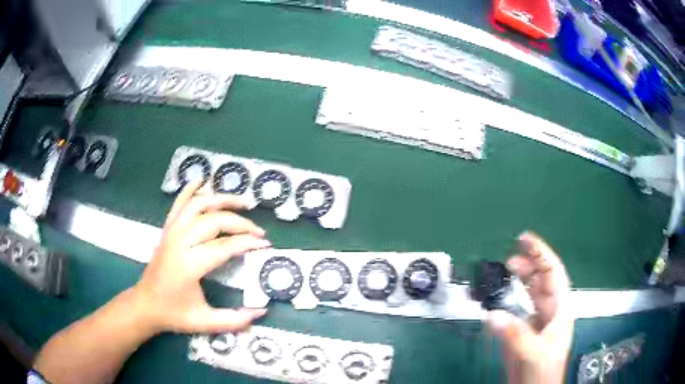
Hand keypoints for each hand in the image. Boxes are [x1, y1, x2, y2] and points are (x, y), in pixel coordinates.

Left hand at [133, 181, 270, 333]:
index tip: (266, 245)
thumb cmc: (174, 314)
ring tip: (242, 201)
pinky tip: (203, 180)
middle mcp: (180, 242)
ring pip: (198, 204)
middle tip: (258, 232)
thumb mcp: (206, 323)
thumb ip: (235, 320)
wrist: (145, 304)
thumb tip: (262, 311)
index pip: (224, 246)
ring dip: (221, 199)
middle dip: (240, 223)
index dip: (247, 243)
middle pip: (214, 220)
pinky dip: (190, 189)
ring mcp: (171, 232)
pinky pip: (178, 203)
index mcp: (189, 265)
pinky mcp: (167, 229)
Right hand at [486, 232, 574, 383]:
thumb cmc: (543, 372)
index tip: (525, 239)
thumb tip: (492, 314)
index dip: (541, 253)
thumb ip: (515, 334)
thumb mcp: (534, 352)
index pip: (553, 273)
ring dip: (521, 279)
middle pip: (542, 279)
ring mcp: (537, 321)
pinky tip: (500, 299)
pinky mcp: (524, 332)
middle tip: (510, 258)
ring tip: (506, 270)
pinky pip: (518, 309)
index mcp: (559, 309)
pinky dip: (509, 300)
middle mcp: (550, 311)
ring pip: (531, 292)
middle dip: (529, 264)